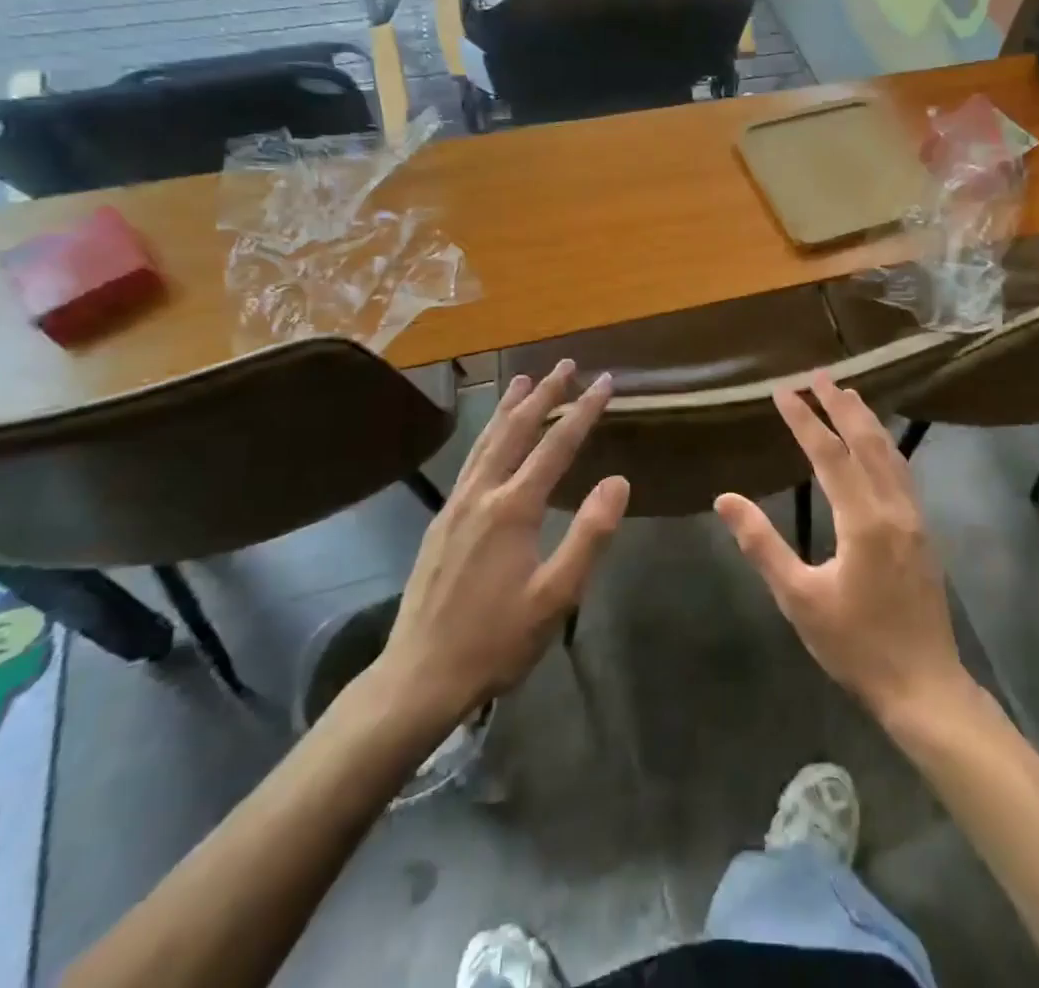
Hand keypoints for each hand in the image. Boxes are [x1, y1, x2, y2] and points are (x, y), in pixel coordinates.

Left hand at [336, 361, 628, 738]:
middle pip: (517, 429)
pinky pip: (471, 460)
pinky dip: (487, 434)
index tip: (605, 381)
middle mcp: (482, 493)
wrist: (420, 674)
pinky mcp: (441, 519)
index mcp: (514, 508)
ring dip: (509, 407)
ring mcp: (456, 504)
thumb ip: (589, 535)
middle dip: (544, 394)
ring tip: (524, 381)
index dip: (584, 410)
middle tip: (565, 364)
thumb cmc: (497, 639)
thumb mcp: (556, 596)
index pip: (557, 445)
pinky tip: (490, 437)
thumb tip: (618, 481)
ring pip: (487, 440)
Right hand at [715, 371, 970, 724]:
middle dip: (840, 405)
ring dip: (866, 420)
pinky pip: (901, 471)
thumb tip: (726, 498)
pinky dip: (884, 445)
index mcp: (863, 521)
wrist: (924, 686)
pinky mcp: (923, 531)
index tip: (783, 391)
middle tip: (818, 375)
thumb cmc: (855, 645)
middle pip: (866, 442)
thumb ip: (762, 544)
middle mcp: (894, 508)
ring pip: (889, 454)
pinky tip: (877, 444)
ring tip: (847, 393)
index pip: (829, 455)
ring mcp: (914, 518)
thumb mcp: (799, 599)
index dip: (804, 420)